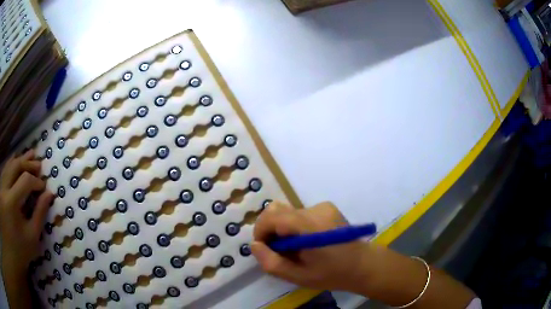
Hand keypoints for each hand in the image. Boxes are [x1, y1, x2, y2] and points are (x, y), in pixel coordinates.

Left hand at [0, 150, 53, 275]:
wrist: (15, 254)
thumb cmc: (22, 251)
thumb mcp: (32, 237)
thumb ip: (39, 214)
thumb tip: (49, 194)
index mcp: (12, 202)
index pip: (25, 180)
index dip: (36, 181)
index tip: (44, 187)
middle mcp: (4, 189)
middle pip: (15, 166)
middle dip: (28, 163)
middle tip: (39, 164)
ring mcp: (1, 187)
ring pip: (9, 165)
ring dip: (19, 159)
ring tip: (29, 155)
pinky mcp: (0, 189)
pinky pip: (4, 170)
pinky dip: (10, 163)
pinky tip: (15, 160)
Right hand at [251, 201, 372, 292]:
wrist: (362, 265)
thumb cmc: (332, 274)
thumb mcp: (298, 277)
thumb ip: (272, 263)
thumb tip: (254, 245)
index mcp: (310, 226)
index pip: (272, 217)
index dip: (260, 231)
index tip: (264, 249)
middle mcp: (315, 210)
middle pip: (277, 210)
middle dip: (270, 230)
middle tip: (279, 251)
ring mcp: (322, 206)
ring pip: (287, 212)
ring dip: (282, 229)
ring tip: (294, 248)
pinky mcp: (327, 207)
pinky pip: (299, 213)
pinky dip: (294, 226)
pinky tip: (306, 241)